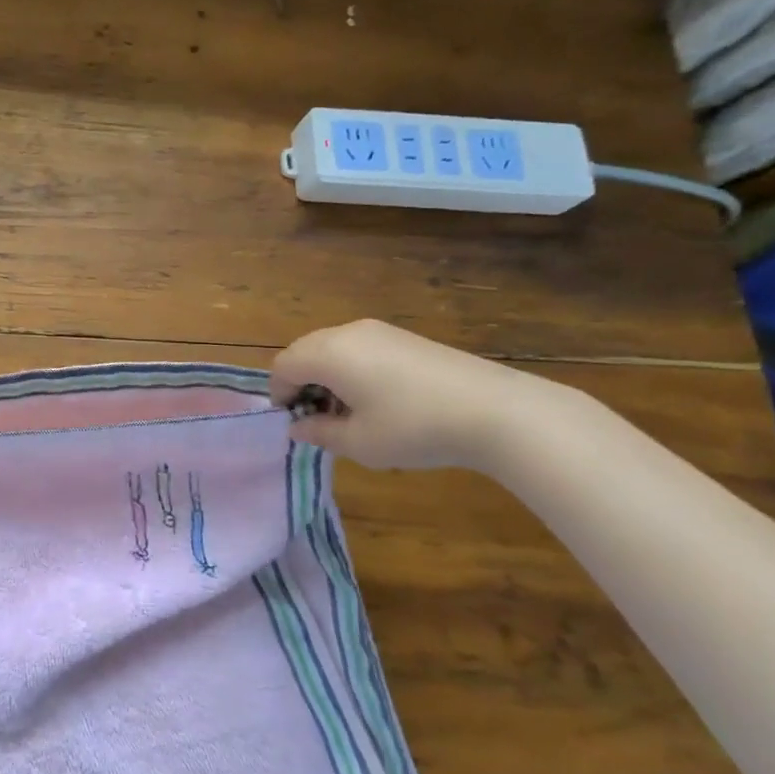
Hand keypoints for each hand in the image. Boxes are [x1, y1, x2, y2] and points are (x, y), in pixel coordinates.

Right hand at [270, 320, 557, 470]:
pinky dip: (351, 368)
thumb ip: (319, 433)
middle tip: (317, 418)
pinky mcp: (404, 337)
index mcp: (328, 354)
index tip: (293, 422)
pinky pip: (358, 347)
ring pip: (332, 347)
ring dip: (326, 375)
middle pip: (305, 351)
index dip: (279, 394)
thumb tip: (298, 426)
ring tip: (348, 412)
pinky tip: (377, 399)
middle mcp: (347, 333)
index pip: (283, 366)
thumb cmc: (413, 427)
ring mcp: (378, 331)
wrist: (495, 410)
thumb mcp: (359, 442)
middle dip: (301, 382)